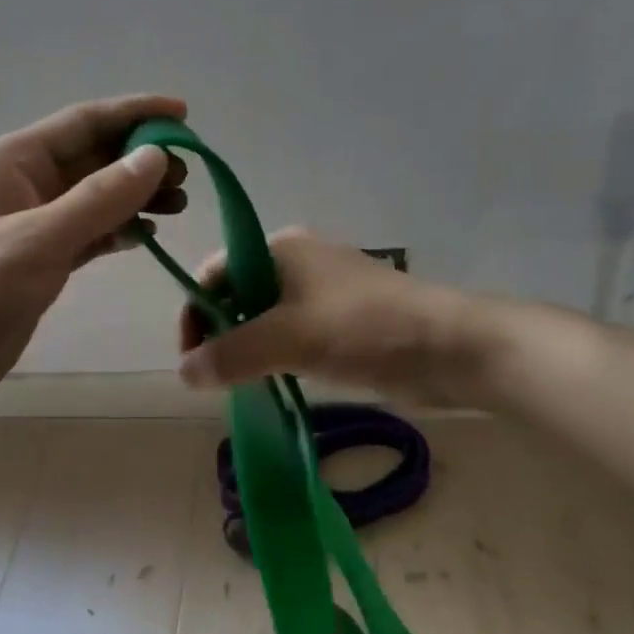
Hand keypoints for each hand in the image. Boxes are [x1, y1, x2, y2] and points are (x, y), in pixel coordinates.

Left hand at [0, 95, 188, 417]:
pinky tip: (149, 235)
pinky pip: (92, 231)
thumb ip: (100, 198)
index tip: (184, 115)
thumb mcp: (39, 239)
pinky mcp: (43, 258)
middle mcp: (26, 182)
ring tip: (180, 203)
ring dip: (137, 194)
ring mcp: (35, 222)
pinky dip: (120, 229)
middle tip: (190, 173)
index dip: (135, 113)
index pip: (85, 121)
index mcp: (15, 160)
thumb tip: (156, 157)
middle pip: (96, 157)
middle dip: (143, 159)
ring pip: (98, 195)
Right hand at [176, 229, 472, 404]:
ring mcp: (322, 292)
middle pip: (237, 294)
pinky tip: (274, 384)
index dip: (195, 312)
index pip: (215, 272)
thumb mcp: (289, 338)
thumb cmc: (364, 328)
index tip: (190, 360)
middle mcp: (296, 262)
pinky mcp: (342, 322)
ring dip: (247, 349)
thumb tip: (183, 372)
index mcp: (279, 248)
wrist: (450, 347)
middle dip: (220, 333)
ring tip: (238, 386)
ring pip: (265, 318)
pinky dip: (276, 357)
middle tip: (214, 378)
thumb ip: (231, 354)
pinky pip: (292, 336)